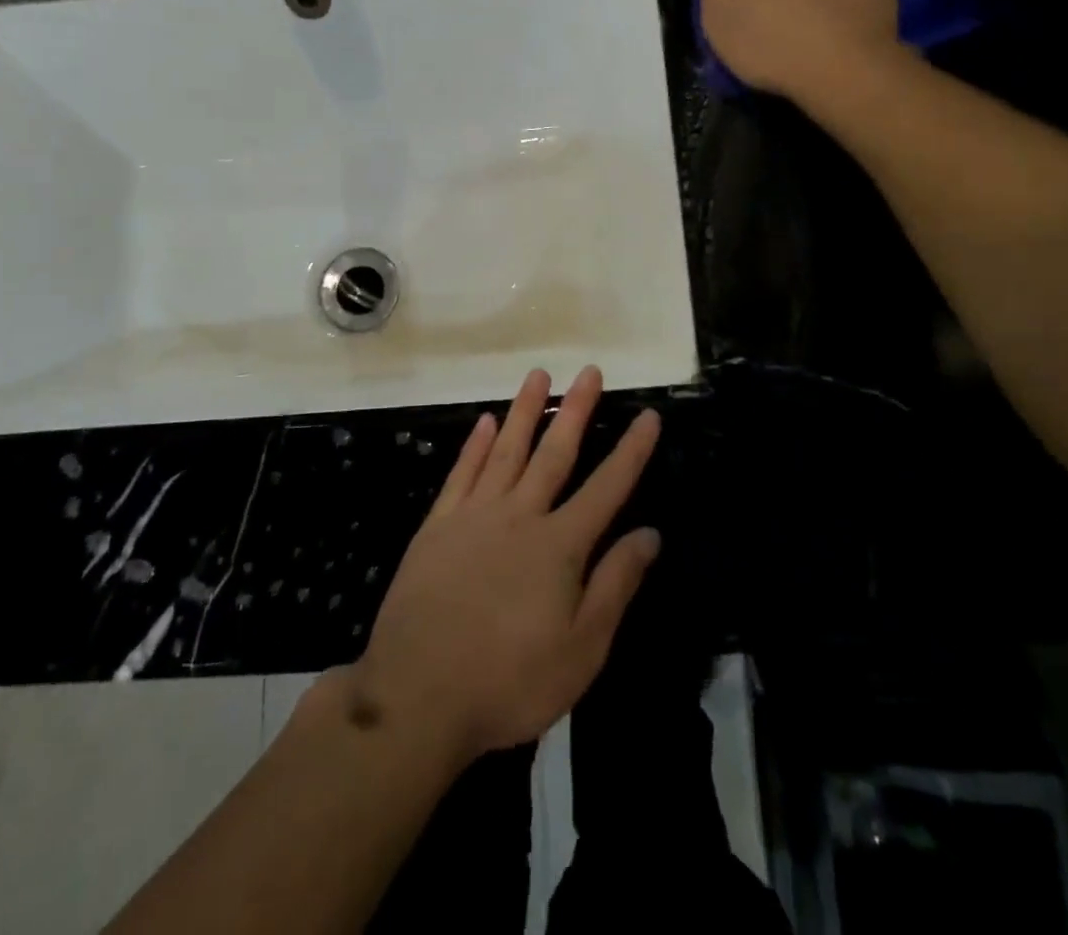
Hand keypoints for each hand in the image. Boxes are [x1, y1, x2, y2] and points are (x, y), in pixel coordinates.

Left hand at [350, 366, 661, 765]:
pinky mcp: (437, 526)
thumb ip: (615, 584)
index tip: (648, 414)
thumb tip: (650, 533)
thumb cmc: (510, 681)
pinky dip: (476, 444)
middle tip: (590, 371)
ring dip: (525, 411)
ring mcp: (474, 515)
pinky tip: (486, 421)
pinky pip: (461, 473)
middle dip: (576, 410)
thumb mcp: (582, 649)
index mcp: (560, 545)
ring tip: (539, 374)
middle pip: (555, 453)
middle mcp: (520, 515)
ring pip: (507, 450)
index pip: (607, 487)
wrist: (417, 696)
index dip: (631, 450)